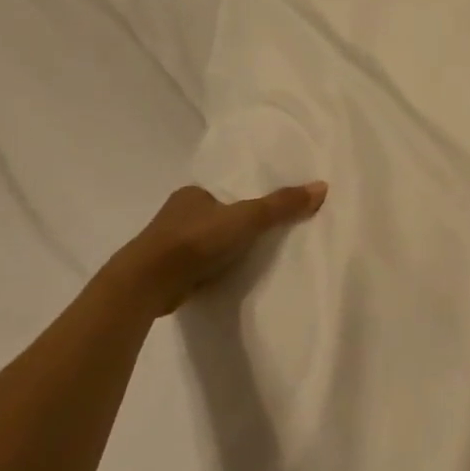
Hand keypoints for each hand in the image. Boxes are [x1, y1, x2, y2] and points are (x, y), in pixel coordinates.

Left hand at [104, 181, 327, 313]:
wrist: (147, 283)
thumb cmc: (195, 240)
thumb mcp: (246, 218)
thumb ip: (282, 205)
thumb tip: (322, 186)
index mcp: (193, 193)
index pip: (226, 190)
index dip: (246, 197)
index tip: (266, 209)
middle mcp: (178, 213)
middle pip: (217, 215)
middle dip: (236, 224)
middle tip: (267, 234)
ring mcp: (170, 244)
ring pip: (206, 241)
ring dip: (224, 248)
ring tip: (253, 257)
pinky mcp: (168, 271)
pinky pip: (198, 264)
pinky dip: (213, 268)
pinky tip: (228, 276)